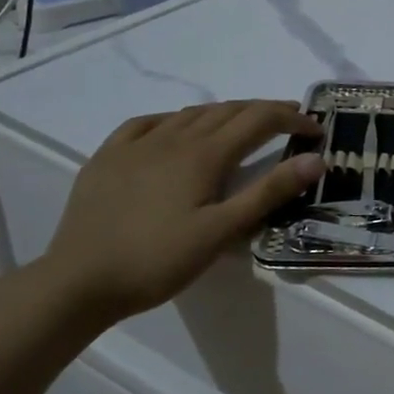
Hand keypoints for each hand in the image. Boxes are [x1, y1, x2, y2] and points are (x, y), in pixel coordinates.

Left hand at [38, 101, 324, 324]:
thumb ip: (270, 192)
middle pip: (229, 110)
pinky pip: (147, 123)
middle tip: (291, 121)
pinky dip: (175, 119)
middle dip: (265, 111)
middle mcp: (173, 137)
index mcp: (204, 154)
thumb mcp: (222, 231)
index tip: (316, 131)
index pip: (259, 120)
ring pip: (191, 113)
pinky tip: (176, 129)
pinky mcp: (107, 157)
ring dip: (226, 112)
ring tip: (243, 124)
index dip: (292, 119)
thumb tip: (316, 159)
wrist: (77, 282)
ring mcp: (136, 144)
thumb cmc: (157, 260)